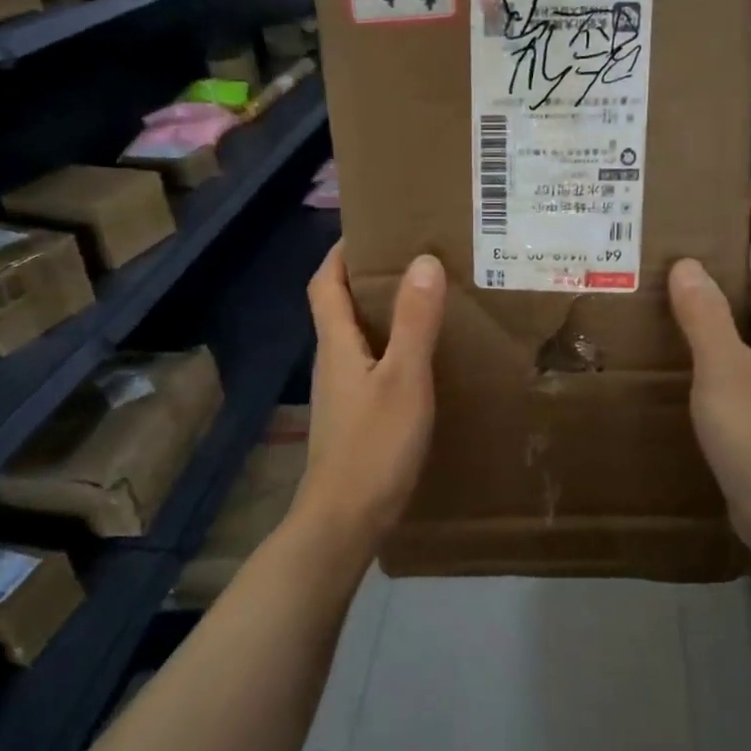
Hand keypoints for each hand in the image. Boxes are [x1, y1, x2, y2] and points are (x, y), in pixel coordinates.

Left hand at [291, 242, 445, 566]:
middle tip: (414, 261)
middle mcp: (332, 362)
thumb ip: (415, 322)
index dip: (340, 254)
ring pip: (357, 339)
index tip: (371, 230)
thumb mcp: (404, 379)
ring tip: (426, 303)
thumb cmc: (374, 446)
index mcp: (336, 344)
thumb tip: (422, 260)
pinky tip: (421, 361)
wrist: (346, 519)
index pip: (324, 284)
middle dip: (368, 279)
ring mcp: (341, 394)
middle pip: (339, 308)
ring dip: (383, 315)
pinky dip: (392, 350)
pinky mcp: (354, 419)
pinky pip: (371, 368)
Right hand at [668, 182, 750, 565]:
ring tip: (681, 277)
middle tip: (698, 227)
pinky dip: (714, 337)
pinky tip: (683, 343)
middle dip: (743, 251)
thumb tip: (689, 266)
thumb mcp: (726, 370)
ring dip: (725, 296)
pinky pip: (737, 355)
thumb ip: (706, 317)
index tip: (746, 184)